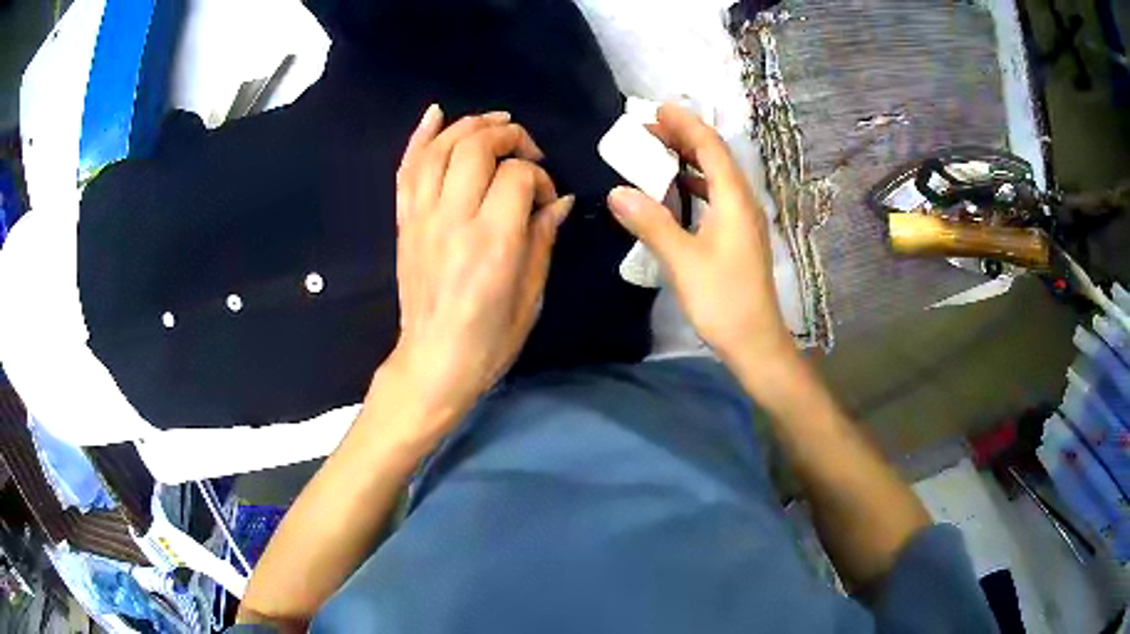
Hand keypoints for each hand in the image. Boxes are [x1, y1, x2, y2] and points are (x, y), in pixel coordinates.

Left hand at [384, 104, 573, 434]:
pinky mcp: (405, 222)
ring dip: (469, 126)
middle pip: (476, 148)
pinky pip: (407, 169)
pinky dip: (420, 137)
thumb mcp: (532, 294)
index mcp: (493, 241)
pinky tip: (436, 113)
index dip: (540, 177)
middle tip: (526, 149)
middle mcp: (453, 219)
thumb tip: (559, 201)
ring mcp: (422, 218)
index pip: (518, 176)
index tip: (547, 199)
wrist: (434, 361)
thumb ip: (543, 238)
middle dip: (507, 135)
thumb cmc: (491, 338)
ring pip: (440, 149)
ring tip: (494, 123)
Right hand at [607, 103, 793, 371]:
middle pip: (716, 156)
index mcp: (733, 200)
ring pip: (718, 176)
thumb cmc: (723, 300)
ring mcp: (744, 220)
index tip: (657, 109)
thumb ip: (651, 223)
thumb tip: (617, 191)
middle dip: (685, 137)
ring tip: (659, 151)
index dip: (686, 124)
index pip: (711, 147)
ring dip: (690, 159)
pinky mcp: (739, 237)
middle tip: (650, 128)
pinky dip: (696, 184)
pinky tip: (679, 190)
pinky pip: (717, 196)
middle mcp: (743, 202)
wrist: (755, 342)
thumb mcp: (683, 261)